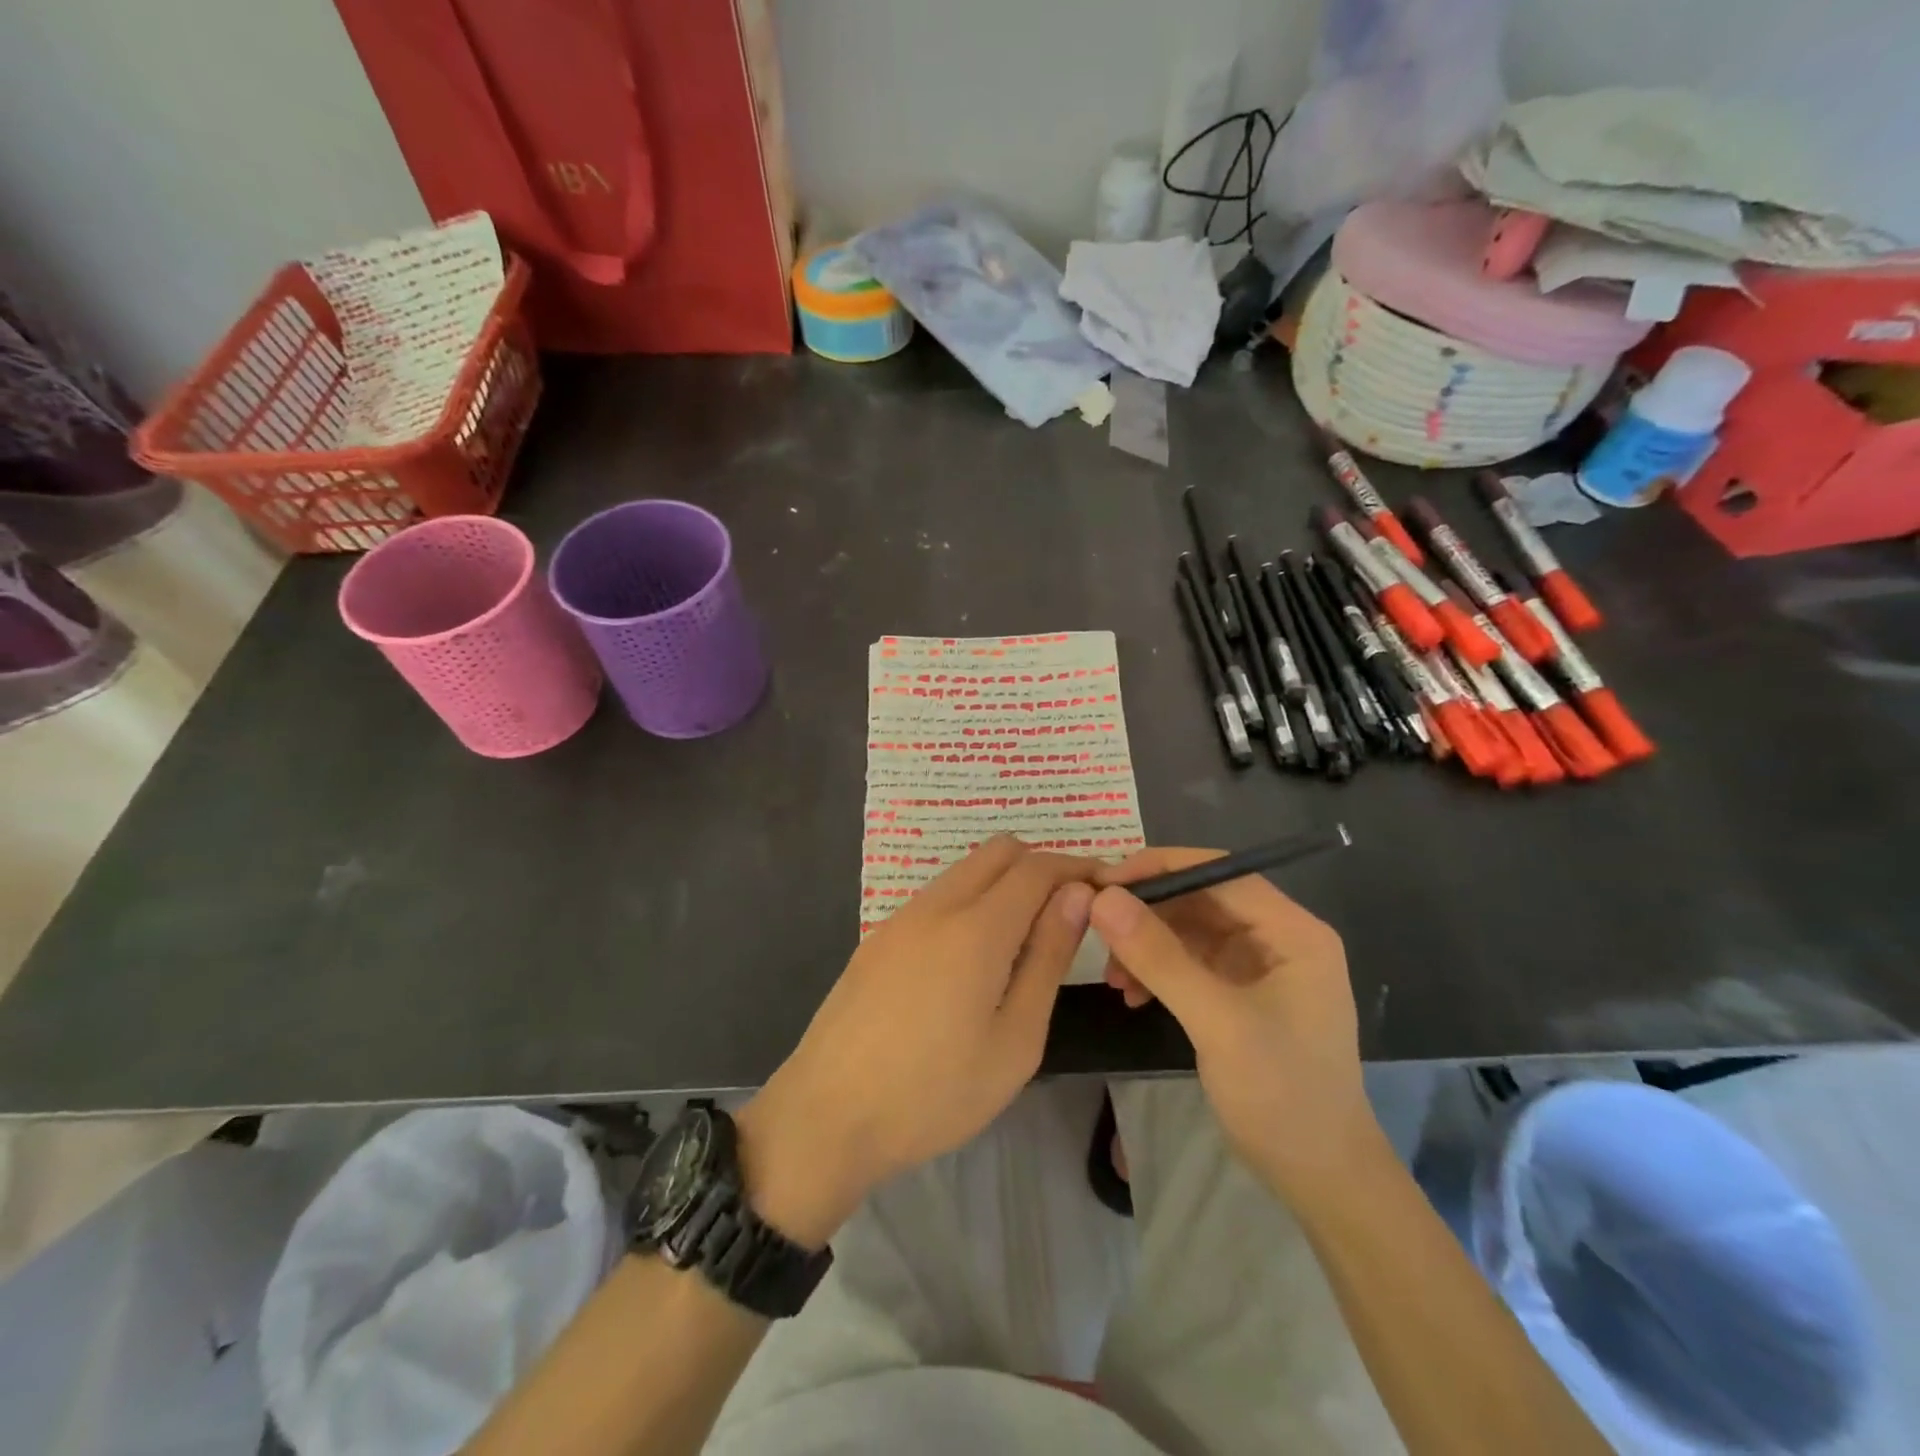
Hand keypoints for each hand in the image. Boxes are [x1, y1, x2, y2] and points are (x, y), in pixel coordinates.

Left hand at [740, 837, 1096, 1244]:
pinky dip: (971, 900)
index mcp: (976, 927)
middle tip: (1067, 914)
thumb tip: (1076, 896)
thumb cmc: (934, 1092)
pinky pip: (938, 895)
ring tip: (1025, 938)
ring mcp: (901, 916)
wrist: (827, 1115)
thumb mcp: (1015, 1039)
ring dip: (1004, 882)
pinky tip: (974, 955)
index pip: (1037, 867)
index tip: (1104, 892)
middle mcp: (937, 905)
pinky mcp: (879, 936)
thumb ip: (1048, 958)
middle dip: (1041, 866)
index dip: (1077, 869)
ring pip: (965, 869)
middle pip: (999, 851)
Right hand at [1089, 848, 1381, 1193]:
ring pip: (1189, 930)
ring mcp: (1258, 966)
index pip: (1220, 872)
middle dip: (1148, 912)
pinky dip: (1157, 971)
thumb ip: (1160, 958)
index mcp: (1293, 931)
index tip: (1105, 880)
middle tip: (1096, 927)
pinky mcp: (1240, 993)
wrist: (1319, 1178)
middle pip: (1201, 898)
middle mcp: (1278, 937)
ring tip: (1112, 977)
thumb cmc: (1281, 1095)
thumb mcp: (1217, 1022)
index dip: (1161, 868)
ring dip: (1146, 945)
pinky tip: (1132, 995)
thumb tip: (1103, 898)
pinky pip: (1188, 962)